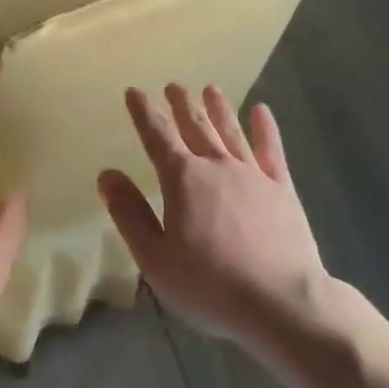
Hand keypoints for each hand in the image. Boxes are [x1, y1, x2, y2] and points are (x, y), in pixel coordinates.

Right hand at [98, 85, 329, 352]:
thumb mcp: (155, 258)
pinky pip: (271, 150)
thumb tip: (107, 174)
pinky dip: (265, 128)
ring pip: (231, 131)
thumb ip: (129, 213)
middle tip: (174, 85)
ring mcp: (252, 174)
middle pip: (195, 126)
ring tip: (210, 89)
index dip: (143, 112)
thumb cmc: (210, 284)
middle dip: (181, 104)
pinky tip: (261, 111)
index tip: (134, 91)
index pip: (157, 136)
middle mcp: (216, 165)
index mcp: (182, 179)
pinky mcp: (282, 189)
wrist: (281, 302)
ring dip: (218, 108)